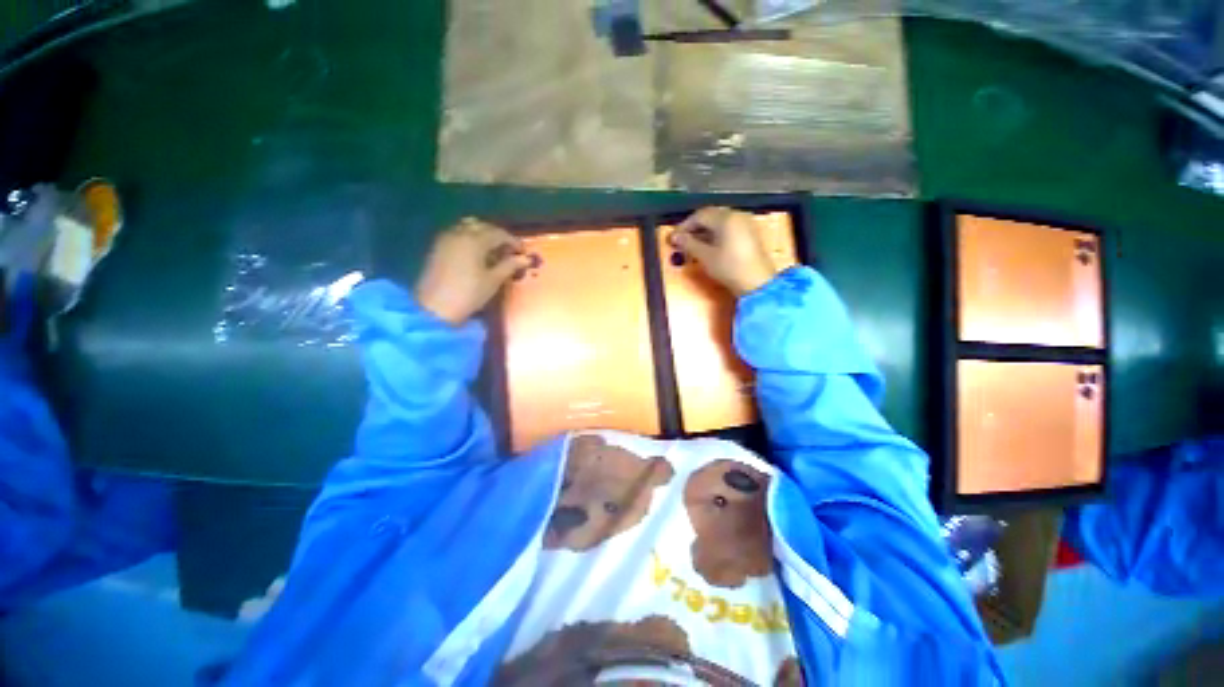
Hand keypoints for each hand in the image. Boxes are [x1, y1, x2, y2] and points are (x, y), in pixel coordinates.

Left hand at [415, 218, 531, 324]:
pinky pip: (457, 233)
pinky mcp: (438, 247)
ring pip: (468, 227)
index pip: (499, 233)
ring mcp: (446, 239)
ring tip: (493, 251)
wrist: (435, 308)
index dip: (513, 241)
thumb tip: (524, 258)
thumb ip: (509, 266)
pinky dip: (470, 238)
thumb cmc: (469, 294)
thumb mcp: (493, 281)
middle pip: (483, 226)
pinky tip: (476, 253)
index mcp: (475, 240)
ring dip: (483, 234)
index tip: (522, 251)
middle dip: (498, 235)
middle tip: (509, 250)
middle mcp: (459, 233)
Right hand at [669, 207, 777, 295]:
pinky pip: (729, 228)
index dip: (684, 225)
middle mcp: (737, 215)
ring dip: (705, 231)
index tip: (674, 238)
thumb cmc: (729, 268)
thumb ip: (688, 244)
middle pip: (711, 216)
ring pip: (720, 222)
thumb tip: (674, 237)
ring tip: (694, 245)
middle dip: (695, 227)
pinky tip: (710, 246)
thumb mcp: (705, 256)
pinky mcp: (750, 233)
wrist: (757, 282)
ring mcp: (746, 223)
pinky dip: (717, 234)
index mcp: (725, 218)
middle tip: (683, 241)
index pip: (699, 215)